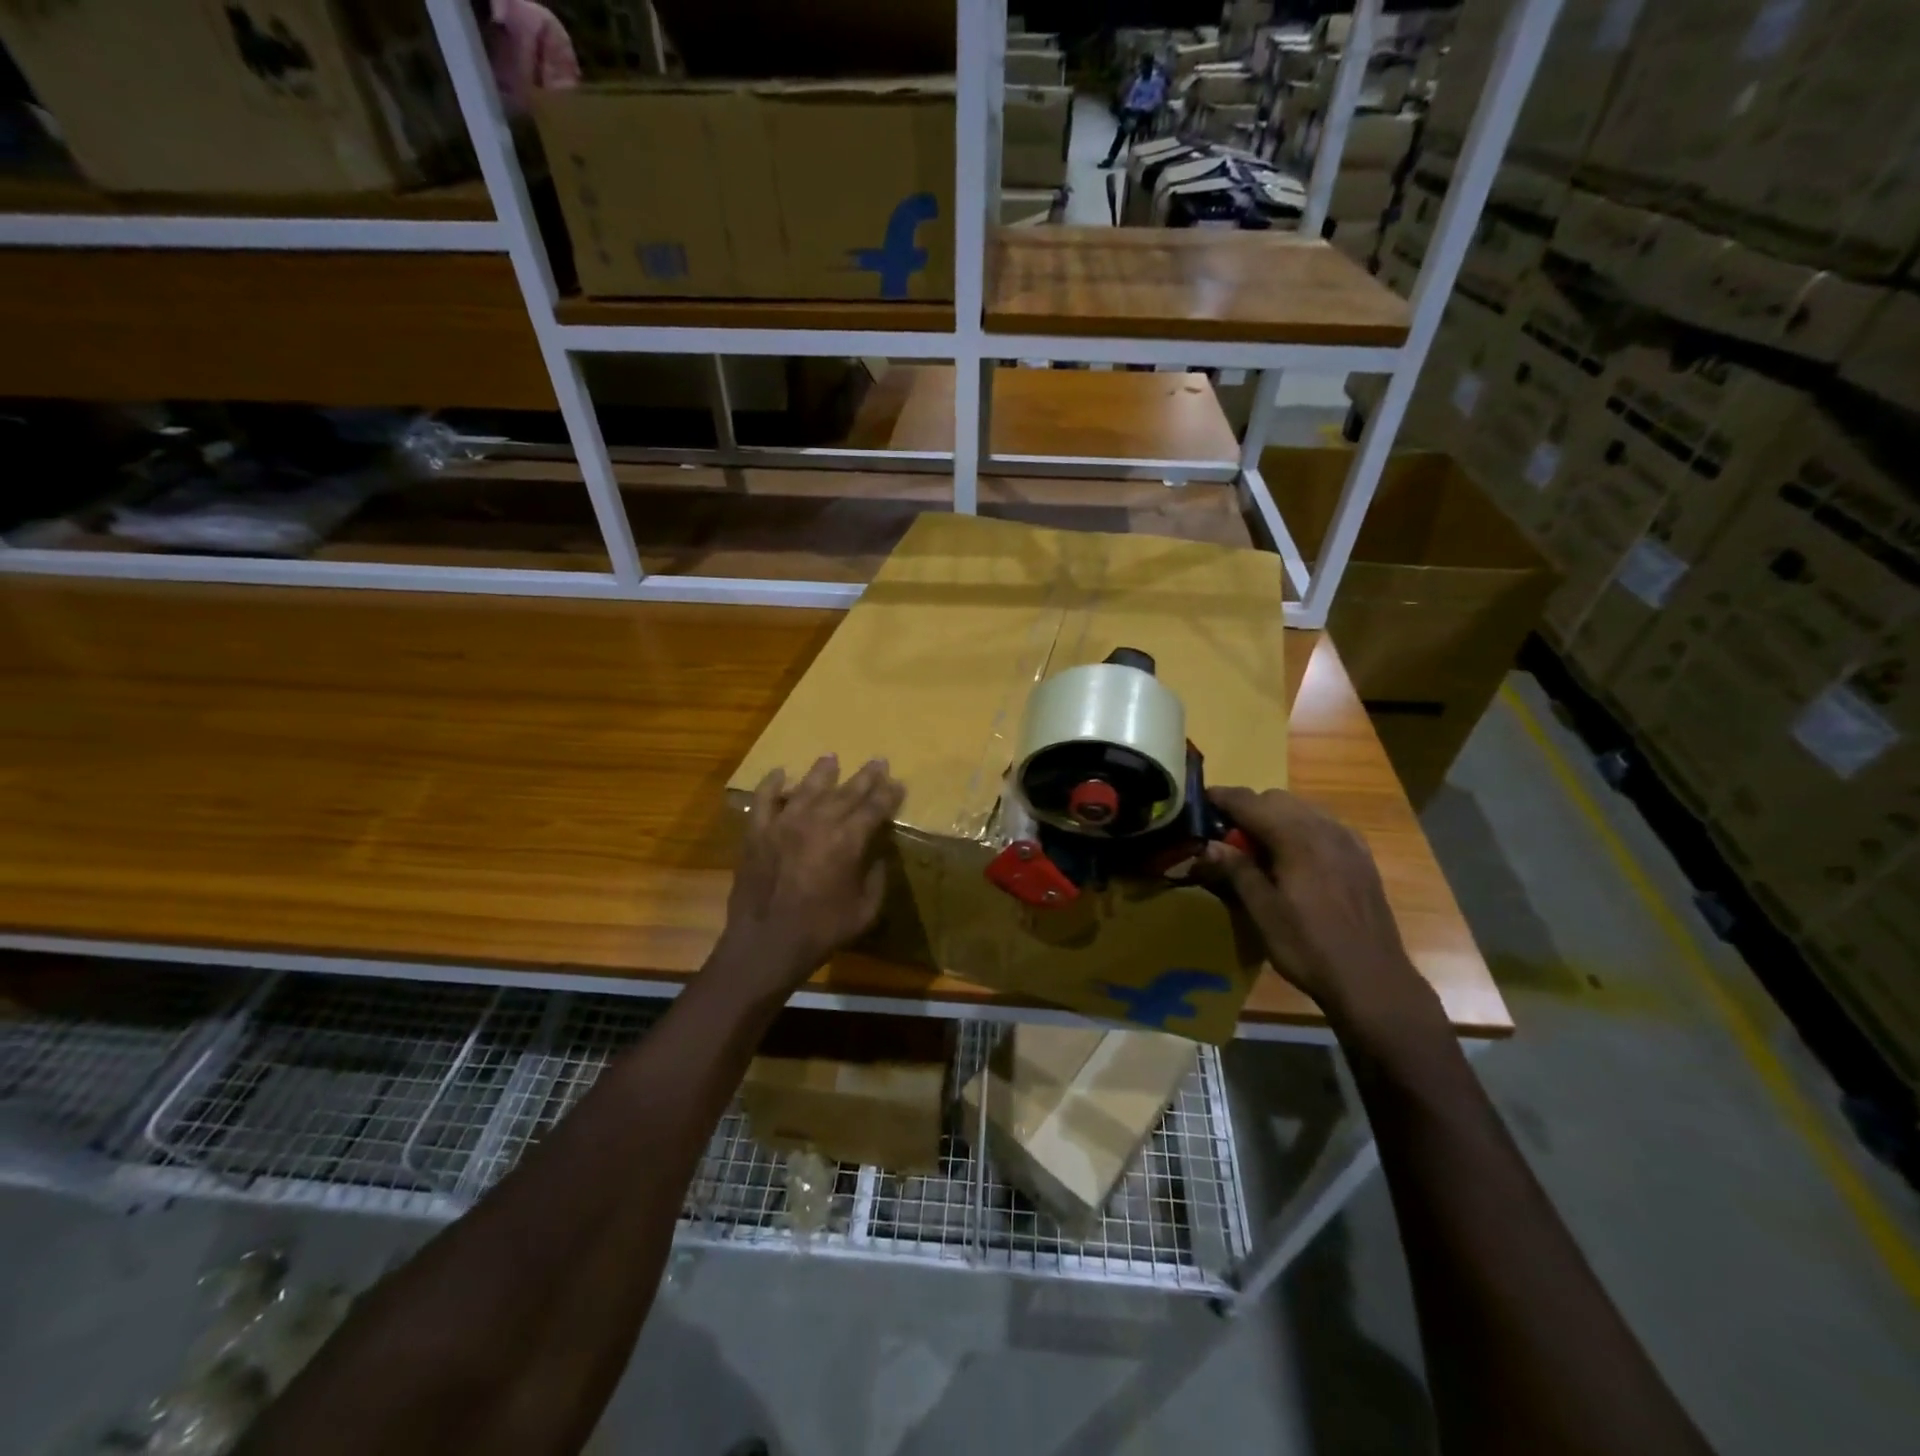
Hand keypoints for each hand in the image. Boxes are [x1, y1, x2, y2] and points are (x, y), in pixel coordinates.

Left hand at [718, 755, 905, 995]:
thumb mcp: (865, 910)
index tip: (898, 783)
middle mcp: (817, 823)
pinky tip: (779, 773)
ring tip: (831, 757)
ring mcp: (783, 824)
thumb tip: (877, 855)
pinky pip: (763, 800)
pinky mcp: (757, 832)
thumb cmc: (822, 931)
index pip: (874, 808)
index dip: (888, 795)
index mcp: (847, 841)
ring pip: (807, 788)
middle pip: (846, 792)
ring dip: (822, 772)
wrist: (766, 944)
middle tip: (877, 761)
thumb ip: (876, 877)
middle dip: (865, 777)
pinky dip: (771, 784)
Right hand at [1201, 787, 1432, 1028]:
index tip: (1199, 804)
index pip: (1250, 802)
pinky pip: (1323, 826)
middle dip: (1247, 809)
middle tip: (1225, 837)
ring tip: (1257, 848)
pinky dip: (1300, 829)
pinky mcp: (1361, 857)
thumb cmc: (1309, 947)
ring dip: (1274, 818)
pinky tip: (1293, 858)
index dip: (1221, 798)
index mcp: (1297, 838)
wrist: (1373, 981)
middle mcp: (1325, 828)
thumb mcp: (1263, 912)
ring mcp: (1348, 841)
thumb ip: (1236, 870)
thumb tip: (1208, 845)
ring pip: (1301, 809)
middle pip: (1276, 799)